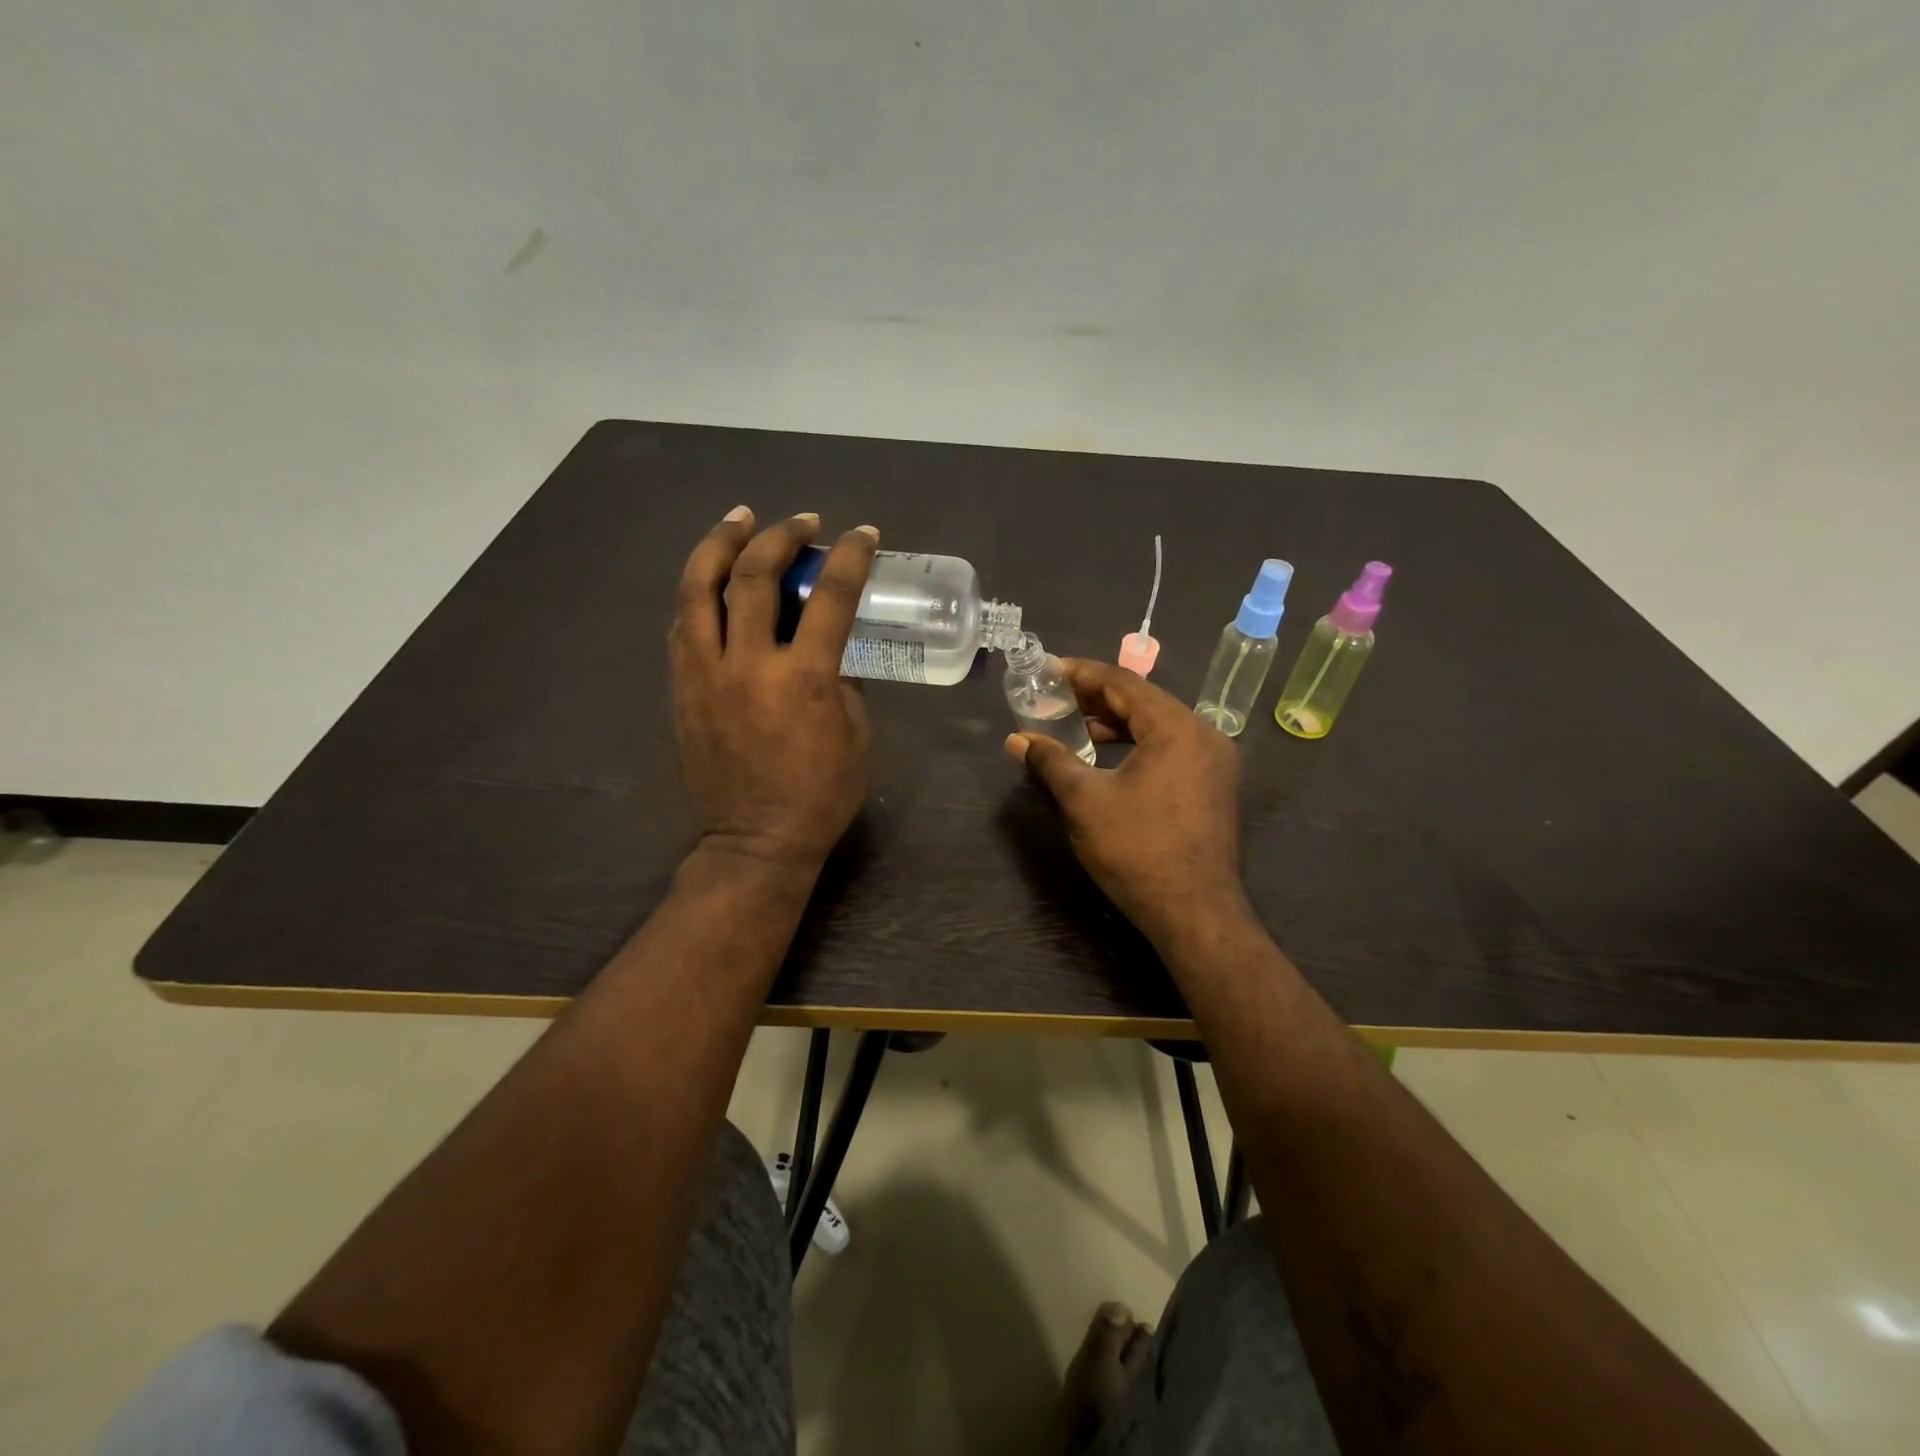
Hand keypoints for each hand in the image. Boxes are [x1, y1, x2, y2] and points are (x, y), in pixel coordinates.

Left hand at [671, 508, 878, 869]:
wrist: (756, 839)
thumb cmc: (821, 792)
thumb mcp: (856, 733)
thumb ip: (842, 680)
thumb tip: (828, 648)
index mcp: (804, 678)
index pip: (831, 597)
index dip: (850, 556)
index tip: (863, 534)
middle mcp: (749, 664)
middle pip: (754, 576)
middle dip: (780, 535)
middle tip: (801, 521)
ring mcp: (705, 673)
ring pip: (699, 588)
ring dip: (721, 545)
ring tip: (739, 520)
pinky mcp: (683, 687)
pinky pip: (684, 623)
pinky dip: (700, 591)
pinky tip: (712, 577)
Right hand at [1005, 659, 1246, 946]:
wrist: (1195, 913)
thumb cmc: (1137, 850)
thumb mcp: (1085, 801)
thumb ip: (1051, 761)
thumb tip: (1016, 740)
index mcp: (1176, 728)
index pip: (1124, 683)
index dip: (1082, 673)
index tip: (1049, 669)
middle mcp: (1204, 734)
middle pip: (1144, 700)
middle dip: (1098, 697)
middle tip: (1057, 697)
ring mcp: (1214, 762)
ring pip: (1159, 725)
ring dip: (1117, 722)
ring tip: (1077, 727)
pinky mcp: (1214, 786)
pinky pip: (1171, 747)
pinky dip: (1138, 744)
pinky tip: (1110, 758)